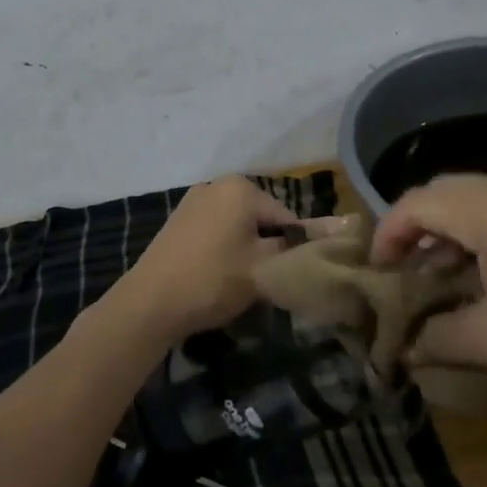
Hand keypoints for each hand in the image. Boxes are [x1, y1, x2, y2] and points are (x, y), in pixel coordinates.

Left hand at [116, 177, 332, 341]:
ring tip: (243, 281)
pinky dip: (224, 247)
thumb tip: (336, 232)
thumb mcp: (264, 268)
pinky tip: (218, 274)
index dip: (296, 248)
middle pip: (262, 217)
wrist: (150, 303)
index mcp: (241, 188)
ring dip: (247, 248)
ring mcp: (193, 200)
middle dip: (269, 246)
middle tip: (268, 281)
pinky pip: (215, 229)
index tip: (294, 275)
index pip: (287, 217)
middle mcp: (217, 184)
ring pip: (238, 224)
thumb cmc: (214, 280)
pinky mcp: (178, 219)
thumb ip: (298, 249)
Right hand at [371, 174, 486, 405]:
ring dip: (444, 230)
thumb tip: (399, 350)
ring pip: (471, 198)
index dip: (387, 233)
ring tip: (433, 276)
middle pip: (442, 191)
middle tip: (399, 272)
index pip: (418, 203)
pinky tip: (478, 274)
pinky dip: (475, 232)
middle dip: (412, 227)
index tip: (375, 273)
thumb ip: (435, 338)